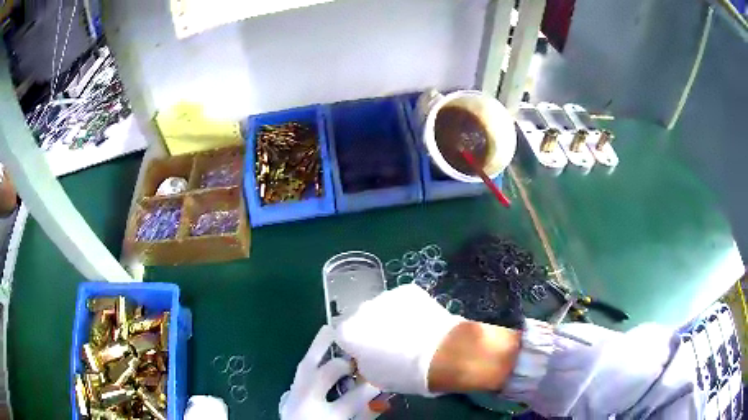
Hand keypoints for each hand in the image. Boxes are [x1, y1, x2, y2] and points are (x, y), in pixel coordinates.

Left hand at [279, 325, 379, 419]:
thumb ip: (365, 415)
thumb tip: (382, 399)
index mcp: (327, 416)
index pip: (354, 398)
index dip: (372, 386)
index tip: (385, 377)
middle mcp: (308, 402)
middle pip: (325, 375)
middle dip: (344, 363)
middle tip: (360, 356)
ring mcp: (295, 395)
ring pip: (305, 366)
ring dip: (318, 347)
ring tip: (330, 329)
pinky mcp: (288, 392)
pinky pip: (300, 369)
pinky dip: (311, 356)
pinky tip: (319, 345)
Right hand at [336, 284, 521, 395]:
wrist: (444, 353)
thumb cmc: (406, 373)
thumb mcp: (376, 378)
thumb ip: (363, 364)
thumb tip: (366, 357)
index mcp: (349, 333)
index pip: (343, 336)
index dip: (356, 346)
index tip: (368, 354)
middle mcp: (361, 309)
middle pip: (361, 320)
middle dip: (371, 330)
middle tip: (390, 345)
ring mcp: (385, 296)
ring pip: (381, 309)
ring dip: (389, 318)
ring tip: (409, 333)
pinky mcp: (407, 290)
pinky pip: (401, 301)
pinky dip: (407, 310)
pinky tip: (420, 322)